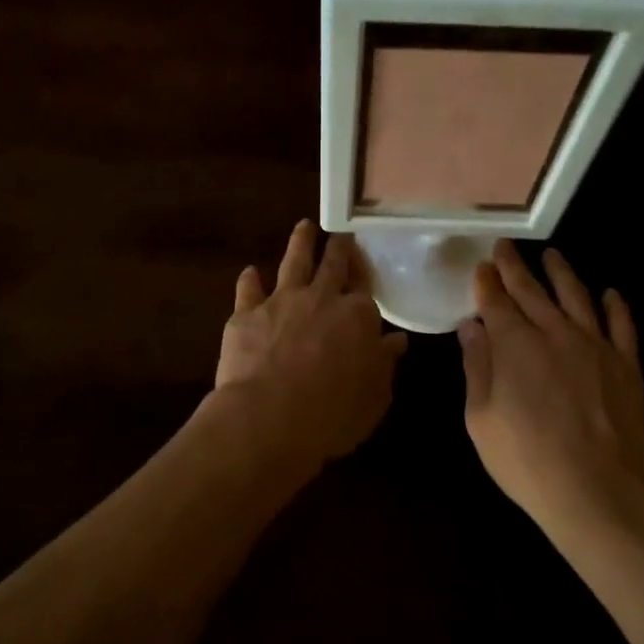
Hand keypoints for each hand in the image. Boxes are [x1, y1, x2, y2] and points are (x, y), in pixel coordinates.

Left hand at [214, 221, 407, 466]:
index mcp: (358, 317)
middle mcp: (322, 298)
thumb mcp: (374, 396)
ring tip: (304, 226)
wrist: (269, 418)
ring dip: (300, 242)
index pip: (365, 287)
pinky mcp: (247, 313)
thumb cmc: (333, 414)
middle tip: (340, 231)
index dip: (364, 272)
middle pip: (333, 264)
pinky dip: (250, 279)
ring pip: (293, 261)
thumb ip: (384, 363)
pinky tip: (250, 272)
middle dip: (338, 246)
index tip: (363, 260)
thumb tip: (397, 340)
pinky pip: (248, 288)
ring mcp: (282, 301)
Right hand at [458, 240, 643, 533]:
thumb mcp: (481, 418)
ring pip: (578, 297)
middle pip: (533, 292)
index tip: (481, 266)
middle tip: (506, 247)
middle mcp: (555, 333)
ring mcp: (596, 346)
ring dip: (562, 274)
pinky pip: (623, 326)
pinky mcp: (627, 366)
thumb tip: (470, 327)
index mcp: (515, 345)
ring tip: (553, 256)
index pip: (497, 302)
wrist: (595, 491)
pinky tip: (610, 294)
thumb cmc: (525, 459)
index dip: (487, 282)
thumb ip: (476, 366)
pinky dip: (616, 307)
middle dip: (515, 268)